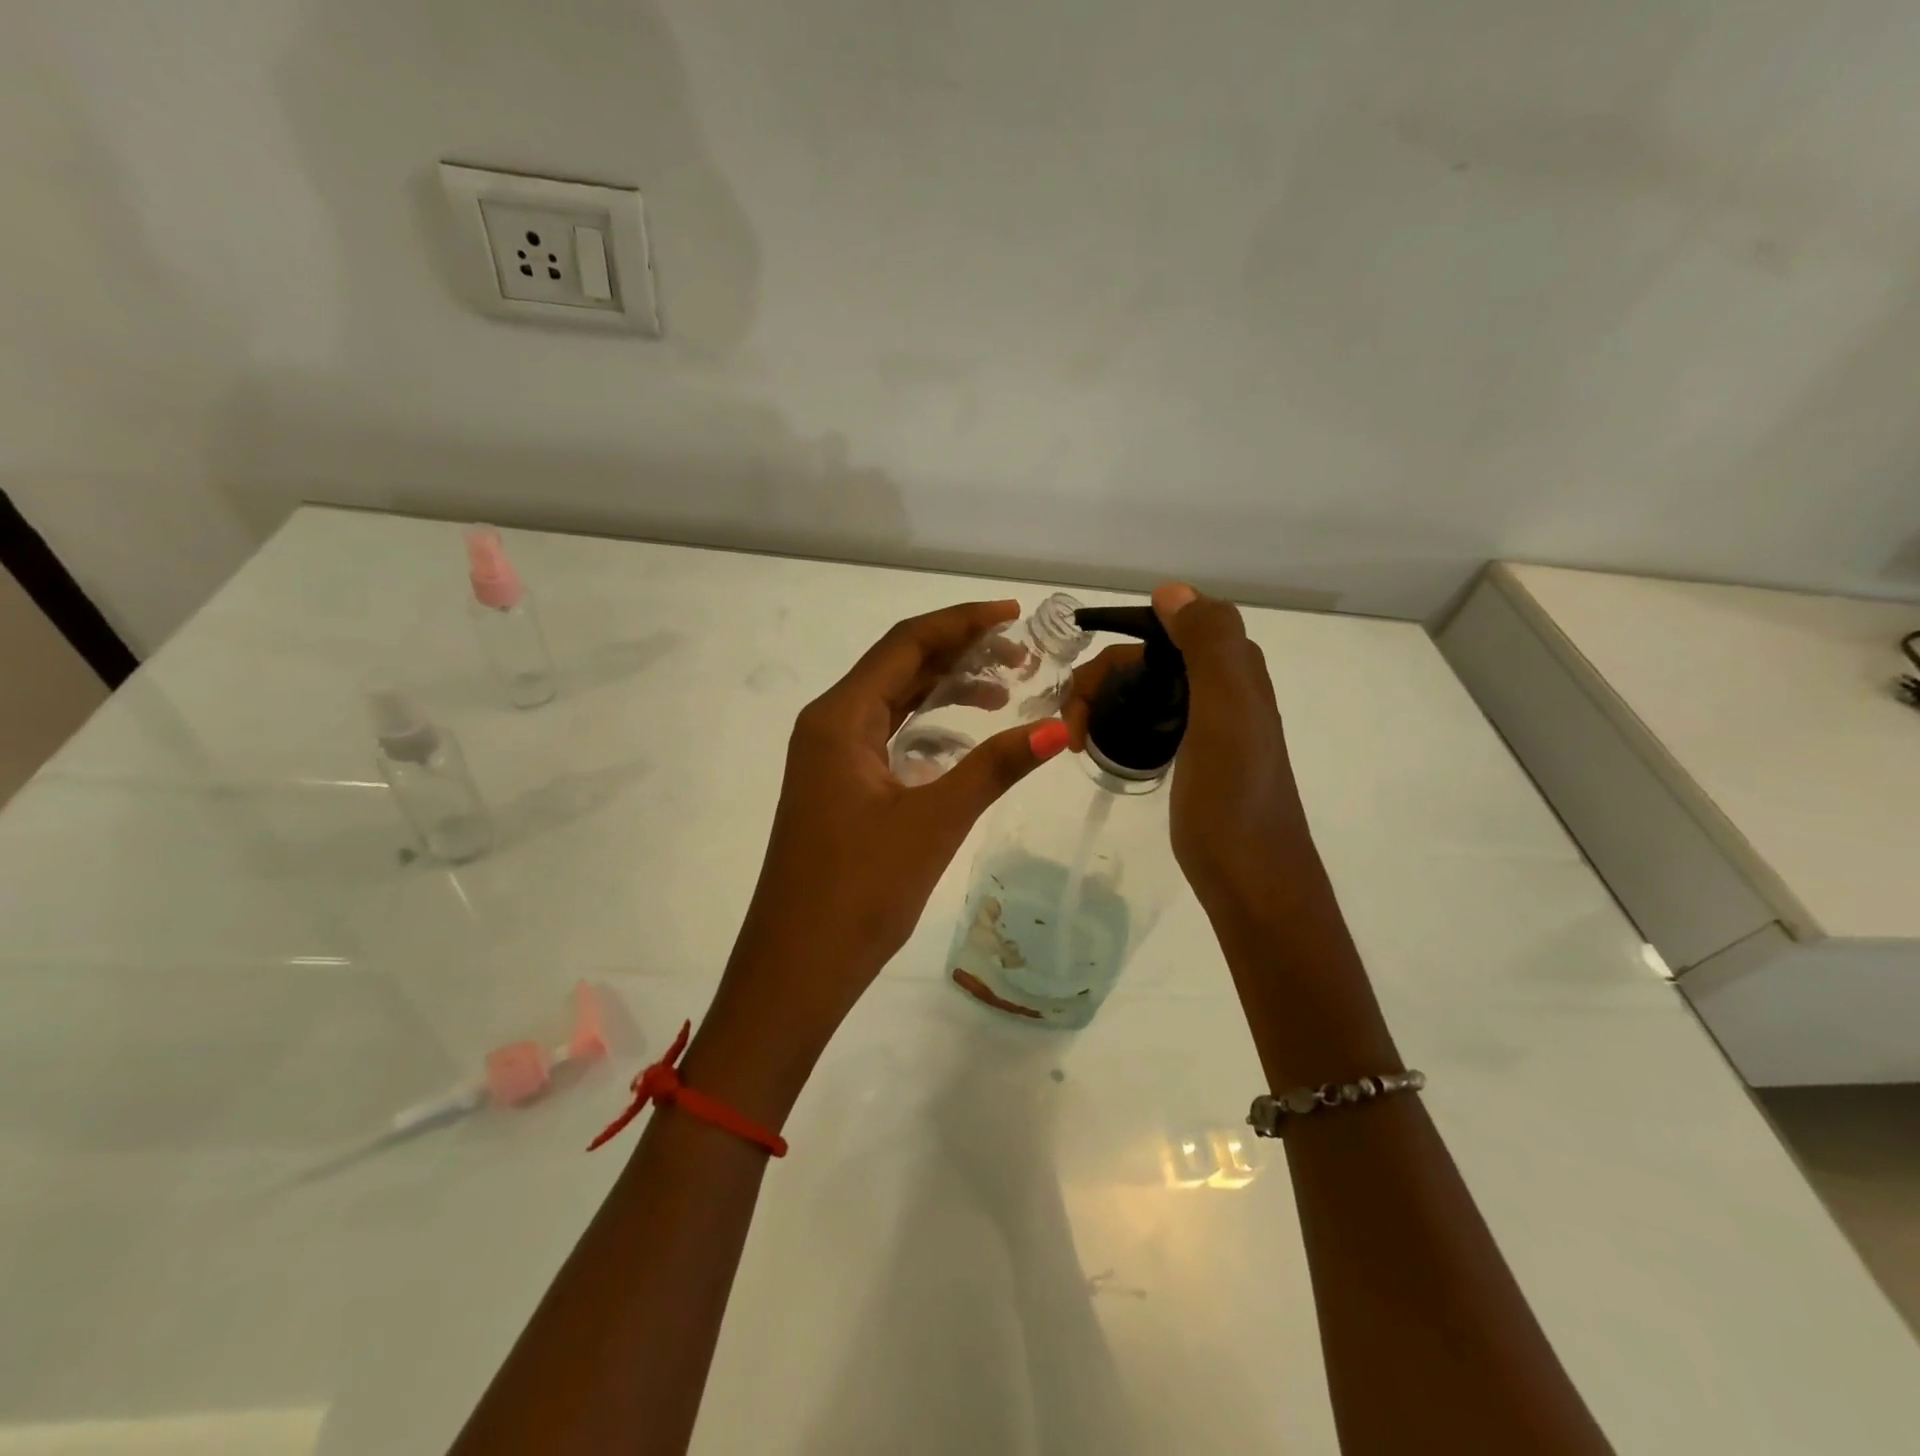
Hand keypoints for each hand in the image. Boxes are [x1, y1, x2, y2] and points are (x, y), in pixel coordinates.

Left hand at [704, 601, 1069, 1089]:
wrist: (794, 969)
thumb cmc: (858, 892)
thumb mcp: (933, 822)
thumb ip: (994, 767)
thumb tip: (1061, 727)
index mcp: (840, 717)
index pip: (906, 644)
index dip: (962, 622)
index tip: (1014, 614)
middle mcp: (828, 725)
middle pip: (899, 667)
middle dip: (960, 653)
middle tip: (1023, 657)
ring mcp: (828, 758)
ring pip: (894, 703)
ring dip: (945, 690)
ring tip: (1007, 691)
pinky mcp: (837, 788)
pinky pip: (887, 737)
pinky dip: (927, 728)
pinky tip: (963, 738)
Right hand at [1065, 583, 1310, 924]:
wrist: (1252, 879)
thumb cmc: (1233, 797)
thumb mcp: (1226, 712)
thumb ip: (1208, 644)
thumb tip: (1169, 590)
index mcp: (1232, 668)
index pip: (1159, 630)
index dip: (1114, 650)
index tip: (1082, 697)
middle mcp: (1221, 686)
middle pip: (1143, 661)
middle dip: (1098, 684)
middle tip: (1071, 732)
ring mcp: (1207, 721)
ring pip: (1140, 688)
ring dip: (1100, 704)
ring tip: (1076, 742)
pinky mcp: (1193, 753)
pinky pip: (1146, 717)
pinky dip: (1116, 722)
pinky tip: (1101, 746)